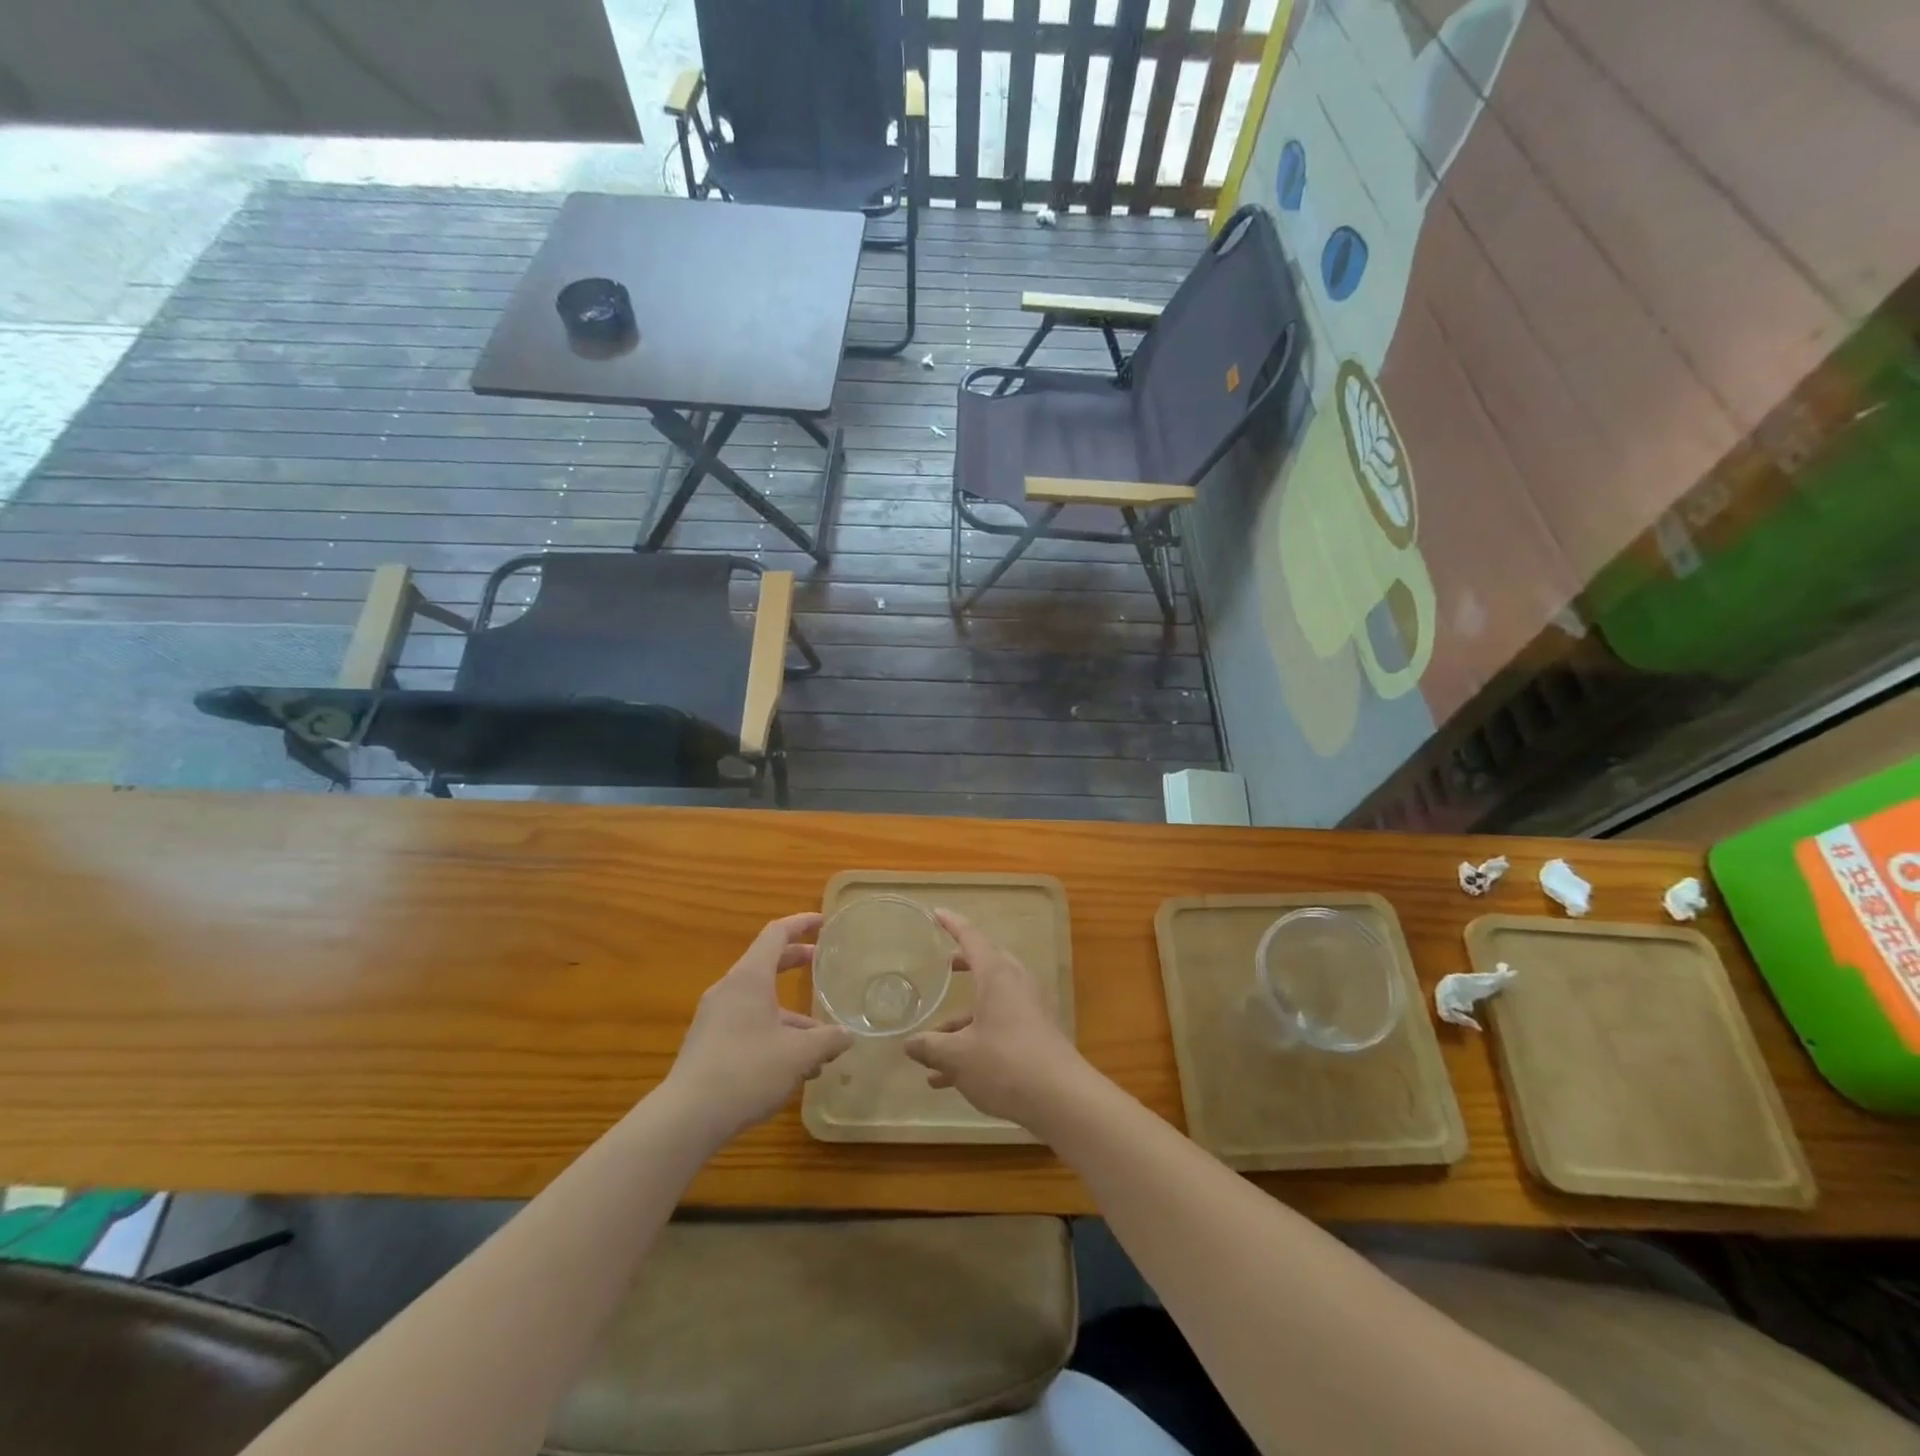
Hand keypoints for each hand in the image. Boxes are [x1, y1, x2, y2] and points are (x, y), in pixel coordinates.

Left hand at [664, 913, 852, 1141]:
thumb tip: (848, 1036)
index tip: (822, 922)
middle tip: (821, 965)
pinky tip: (793, 1069)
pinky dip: (773, 1033)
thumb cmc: (747, 1070)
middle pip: (766, 965)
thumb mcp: (798, 1054)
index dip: (800, 923)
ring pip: (759, 1003)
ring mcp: (714, 1018)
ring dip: (790, 1015)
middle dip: (796, 963)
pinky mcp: (708, 1045)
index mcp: (749, 978)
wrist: (687, 1117)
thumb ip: (828, 1040)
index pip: (776, 934)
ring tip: (820, 1046)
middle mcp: (729, 990)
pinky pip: (747, 1025)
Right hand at [904, 909, 1089, 1128]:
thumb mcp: (958, 1056)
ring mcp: (1028, 1011)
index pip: (972, 938)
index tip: (937, 913)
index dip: (952, 924)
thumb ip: (930, 1047)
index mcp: (997, 975)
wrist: (1062, 1099)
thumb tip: (909, 1043)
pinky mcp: (1034, 1037)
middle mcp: (1015, 985)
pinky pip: (998, 1028)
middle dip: (964, 965)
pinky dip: (974, 1042)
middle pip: (987, 965)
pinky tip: (948, 1079)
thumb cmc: (1005, 1064)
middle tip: (945, 966)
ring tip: (931, 1046)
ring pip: (990, 1003)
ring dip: (962, 1020)